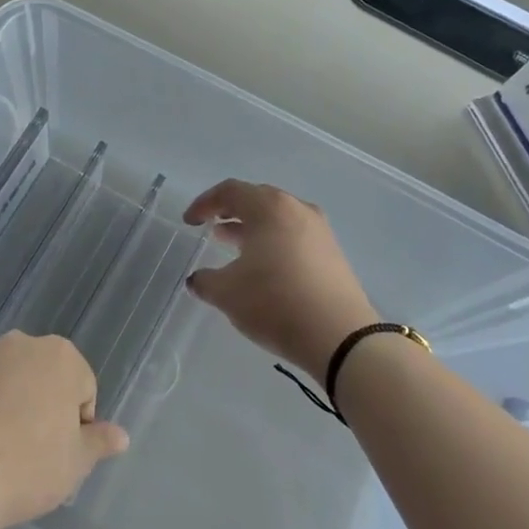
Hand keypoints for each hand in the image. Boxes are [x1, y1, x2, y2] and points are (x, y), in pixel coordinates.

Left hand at [0, 331, 128, 528]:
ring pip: (9, 382)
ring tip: (2, 451)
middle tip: (35, 451)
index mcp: (60, 356)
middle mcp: (21, 344)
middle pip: (45, 378)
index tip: (60, 452)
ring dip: (12, 405)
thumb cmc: (28, 467)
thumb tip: (121, 435)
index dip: (77, 424)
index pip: (83, 388)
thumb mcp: (75, 462)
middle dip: (45, 407)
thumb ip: (99, 442)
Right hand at [184, 180, 377, 375]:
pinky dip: (273, 242)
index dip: (204, 203)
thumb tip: (197, 279)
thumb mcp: (228, 293)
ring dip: (252, 228)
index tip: (189, 221)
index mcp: (269, 208)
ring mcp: (319, 230)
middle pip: (257, 199)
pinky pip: (294, 236)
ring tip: (232, 245)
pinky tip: (262, 266)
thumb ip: (206, 281)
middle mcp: (297, 209)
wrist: (339, 337)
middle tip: (211, 227)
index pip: (230, 191)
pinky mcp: (332, 253)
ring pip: (278, 218)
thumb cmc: (275, 302)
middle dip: (230, 212)